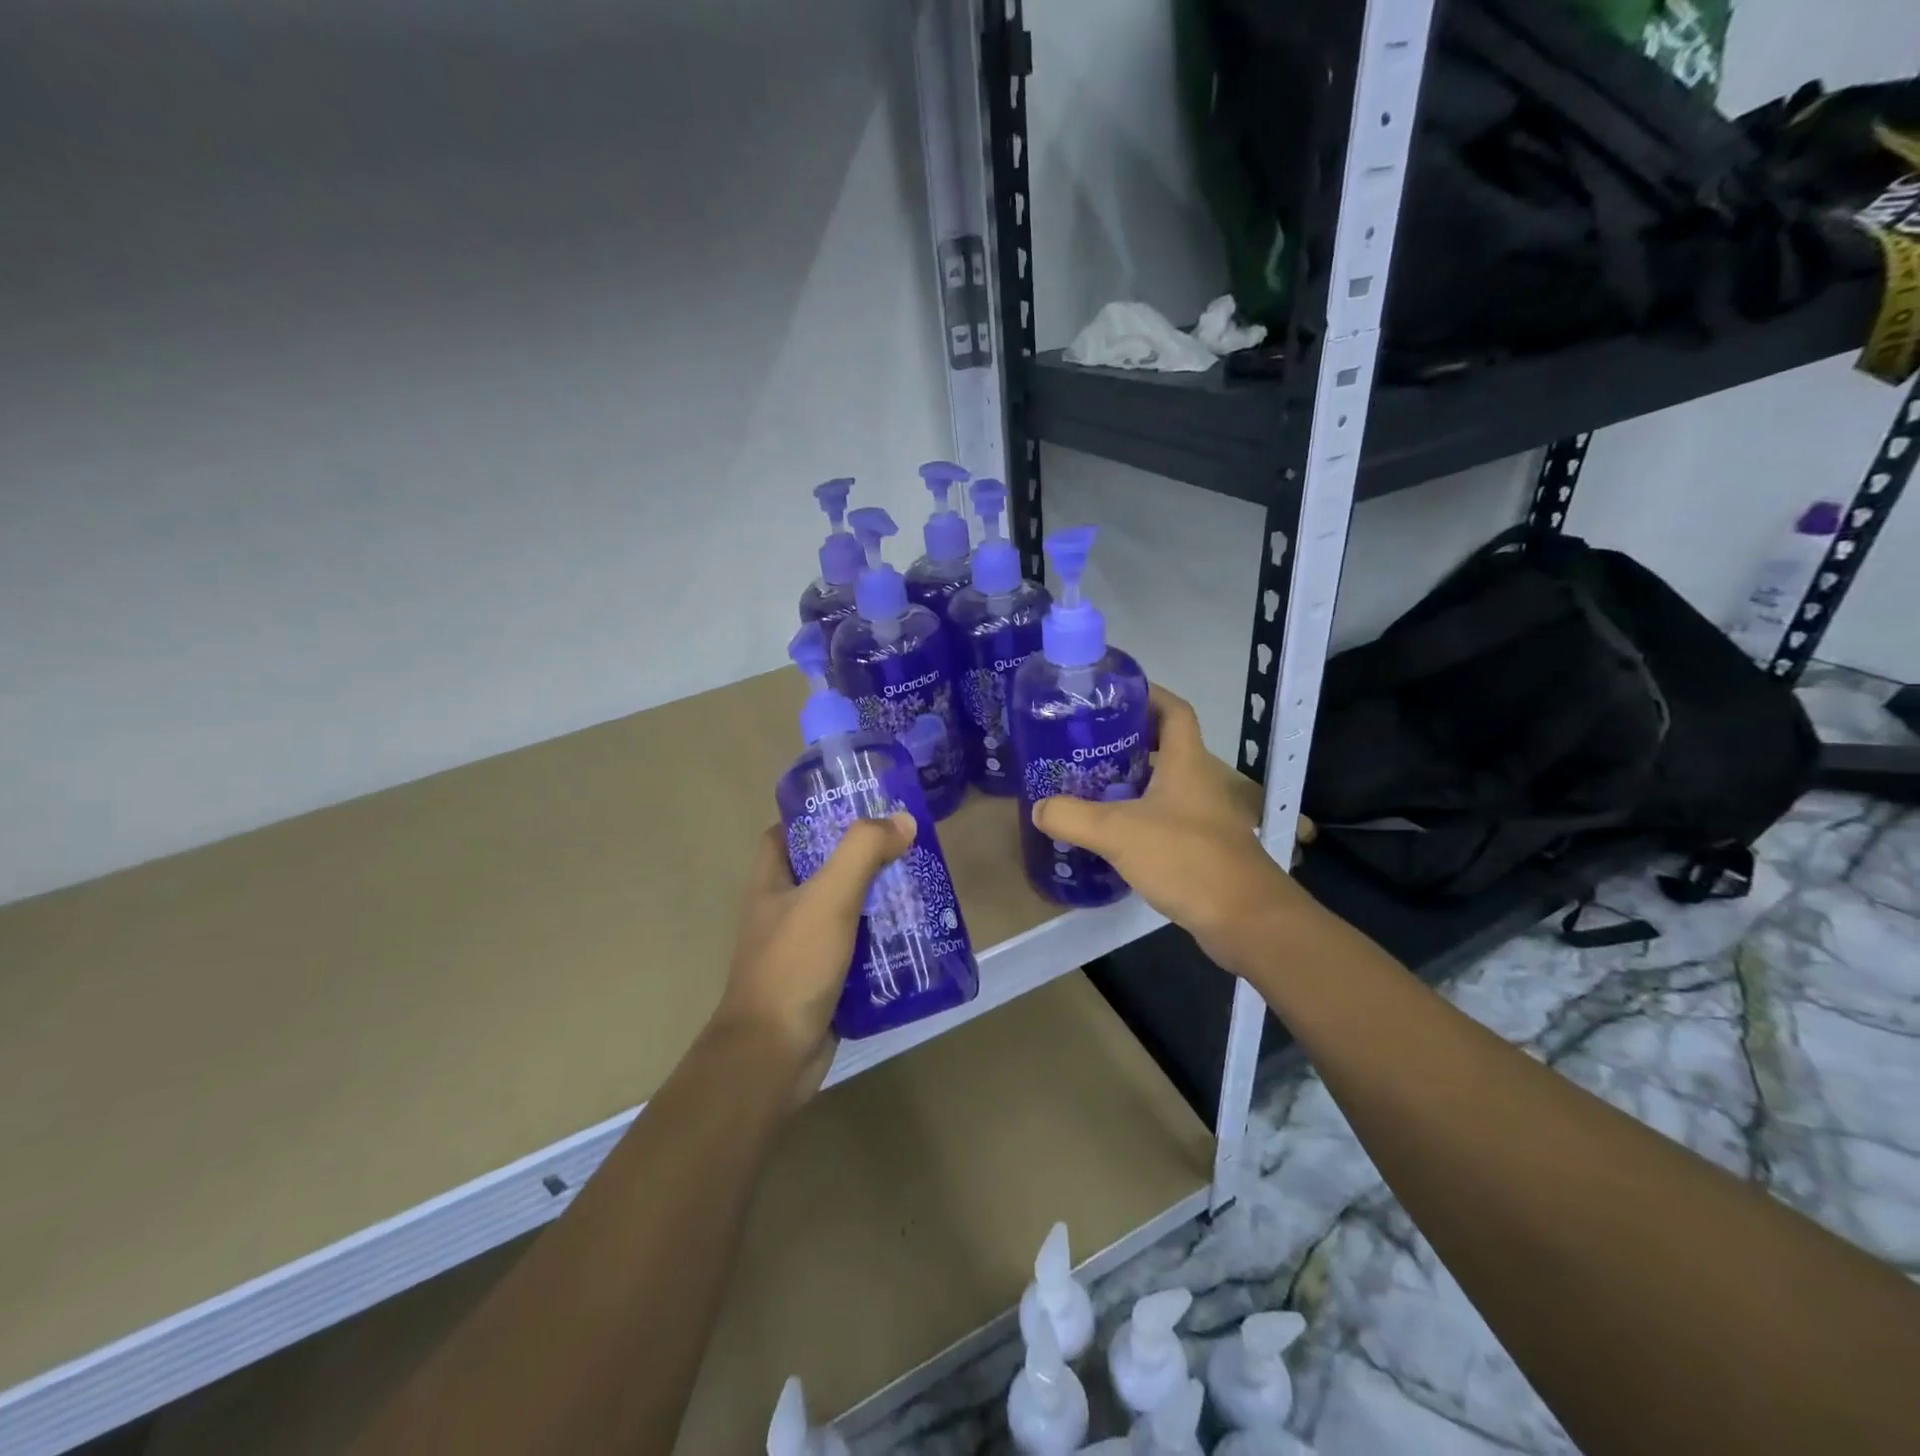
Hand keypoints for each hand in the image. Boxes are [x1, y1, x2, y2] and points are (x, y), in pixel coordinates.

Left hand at [713, 812, 915, 1109]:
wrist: (773, 1056)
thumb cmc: (794, 965)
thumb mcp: (829, 897)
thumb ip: (863, 851)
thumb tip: (903, 821)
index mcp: (771, 884)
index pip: (785, 834)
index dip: (814, 816)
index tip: (857, 808)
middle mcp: (782, 912)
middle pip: (823, 871)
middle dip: (862, 859)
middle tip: (905, 848)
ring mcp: (802, 950)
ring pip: (845, 913)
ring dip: (878, 902)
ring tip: (920, 887)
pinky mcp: (824, 983)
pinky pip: (858, 952)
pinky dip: (883, 944)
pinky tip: (916, 938)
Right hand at [1033, 685, 1319, 972]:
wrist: (1245, 919)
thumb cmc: (1186, 859)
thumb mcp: (1118, 833)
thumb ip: (1073, 817)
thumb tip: (1039, 808)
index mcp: (1187, 762)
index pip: (1174, 710)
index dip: (1148, 694)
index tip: (1112, 695)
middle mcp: (1199, 781)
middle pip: (1165, 746)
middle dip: (1126, 740)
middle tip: (1084, 745)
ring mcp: (1204, 816)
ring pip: (1163, 784)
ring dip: (1130, 781)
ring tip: (1087, 785)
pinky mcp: (1201, 847)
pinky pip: (1164, 818)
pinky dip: (1138, 816)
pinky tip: (1110, 833)